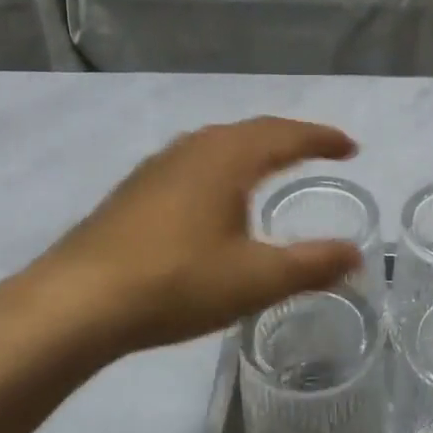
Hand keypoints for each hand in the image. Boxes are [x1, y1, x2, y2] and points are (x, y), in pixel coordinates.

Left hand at [0, 117, 364, 366]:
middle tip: (320, 152)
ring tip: (274, 166)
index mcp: (227, 158)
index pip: (286, 135)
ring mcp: (158, 166)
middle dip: (290, 138)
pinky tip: (216, 195)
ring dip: (253, 149)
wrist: (77, 302)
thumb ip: (311, 265)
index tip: (351, 148)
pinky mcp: (134, 190)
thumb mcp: (255, 280)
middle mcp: (193, 149)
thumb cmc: (176, 283)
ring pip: (218, 143)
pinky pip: (194, 161)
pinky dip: (223, 166)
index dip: (322, 139)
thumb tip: (355, 254)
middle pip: (252, 131)